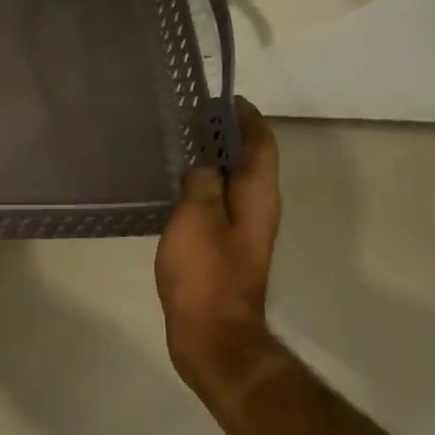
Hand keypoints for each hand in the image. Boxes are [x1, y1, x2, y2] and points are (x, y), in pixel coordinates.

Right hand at [155, 98, 280, 392]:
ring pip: (231, 186)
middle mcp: (258, 210)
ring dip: (212, 164)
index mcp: (258, 195)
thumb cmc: (206, 273)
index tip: (220, 98)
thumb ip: (203, 182)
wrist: (212, 335)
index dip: (245, 117)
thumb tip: (205, 164)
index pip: (261, 143)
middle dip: (226, 137)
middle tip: (189, 120)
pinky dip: (201, 191)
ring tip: (177, 148)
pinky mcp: (224, 252)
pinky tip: (173, 192)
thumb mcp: (197, 217)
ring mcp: (242, 233)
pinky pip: (216, 208)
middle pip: (249, 162)